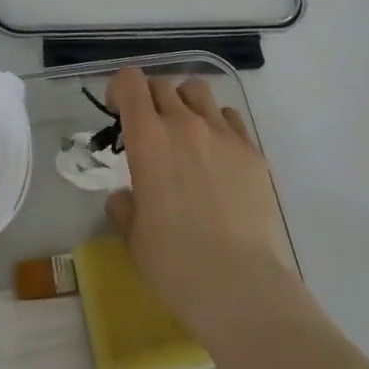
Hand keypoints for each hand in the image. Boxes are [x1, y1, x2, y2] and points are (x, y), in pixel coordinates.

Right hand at [105, 65, 298, 345]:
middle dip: (149, 100)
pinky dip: (217, 124)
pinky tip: (217, 155)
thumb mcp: (133, 237)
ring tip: (185, 132)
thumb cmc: (176, 264)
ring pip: (198, 91)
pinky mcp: (252, 150)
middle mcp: (184, 123)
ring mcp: (222, 133)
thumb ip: (124, 206)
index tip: (117, 111)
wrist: (241, 285)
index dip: (119, 89)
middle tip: (149, 130)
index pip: (130, 82)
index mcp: (148, 138)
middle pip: (161, 84)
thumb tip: (126, 197)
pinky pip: (230, 118)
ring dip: (184, 103)